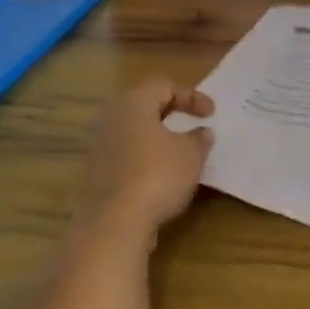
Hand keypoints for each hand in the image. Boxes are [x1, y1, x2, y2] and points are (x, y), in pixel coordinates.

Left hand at [74, 78, 214, 240]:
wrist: (114, 222)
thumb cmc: (157, 175)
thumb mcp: (191, 154)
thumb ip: (199, 139)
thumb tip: (201, 133)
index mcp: (134, 104)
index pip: (164, 85)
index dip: (191, 96)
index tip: (211, 114)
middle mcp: (112, 118)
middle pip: (145, 105)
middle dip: (171, 113)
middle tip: (192, 124)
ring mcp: (100, 146)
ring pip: (134, 131)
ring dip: (158, 137)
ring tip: (179, 152)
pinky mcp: (98, 173)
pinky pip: (127, 154)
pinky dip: (146, 158)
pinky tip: (162, 176)